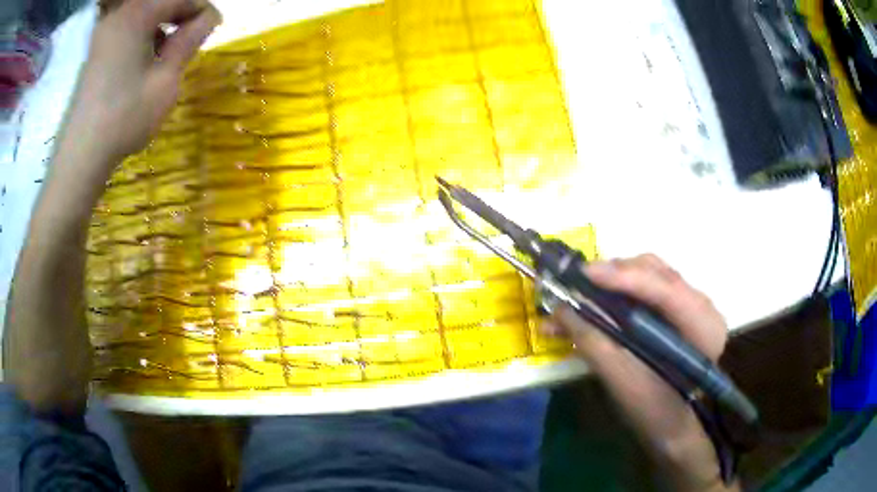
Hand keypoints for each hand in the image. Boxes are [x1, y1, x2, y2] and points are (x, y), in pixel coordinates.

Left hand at [63, 0, 221, 164]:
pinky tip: (145, 60)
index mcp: (138, 13)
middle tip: (191, 40)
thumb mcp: (166, 78)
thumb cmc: (125, 117)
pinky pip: (127, 28)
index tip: (212, 28)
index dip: (201, 9)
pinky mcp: (96, 50)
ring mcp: (104, 32)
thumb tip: (210, 17)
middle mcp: (119, 14)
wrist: (81, 155)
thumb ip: (189, 41)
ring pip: (144, 14)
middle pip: (160, 2)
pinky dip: (142, 35)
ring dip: (161, 25)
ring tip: (168, 52)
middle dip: (180, 16)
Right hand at [542, 254, 737, 491]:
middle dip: (614, 274)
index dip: (624, 278)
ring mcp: (692, 304)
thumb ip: (593, 343)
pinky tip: (598, 299)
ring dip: (613, 280)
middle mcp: (702, 305)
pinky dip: (620, 290)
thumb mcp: (623, 381)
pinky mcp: (678, 308)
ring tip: (581, 292)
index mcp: (703, 326)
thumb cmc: (652, 410)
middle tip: (577, 284)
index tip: (584, 274)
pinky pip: (647, 287)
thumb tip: (559, 311)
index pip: (666, 289)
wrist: (671, 424)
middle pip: (657, 272)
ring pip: (650, 274)